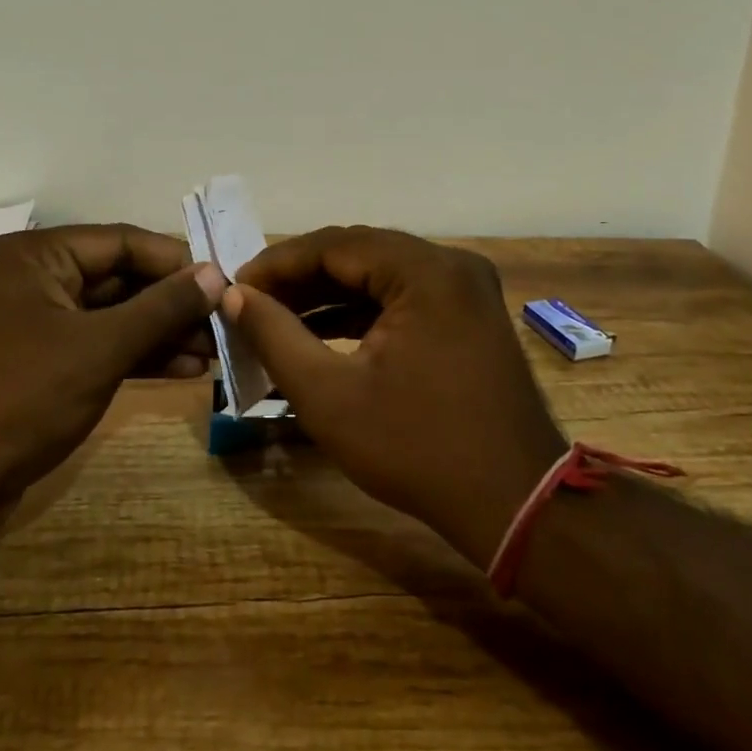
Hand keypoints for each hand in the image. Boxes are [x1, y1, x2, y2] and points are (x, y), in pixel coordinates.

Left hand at [0, 225, 225, 516]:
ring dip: (163, 333)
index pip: (124, 242)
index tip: (228, 282)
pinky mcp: (39, 366)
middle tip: (228, 323)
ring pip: (114, 317)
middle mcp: (36, 280)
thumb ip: (161, 308)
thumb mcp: (98, 348)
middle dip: (175, 302)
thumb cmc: (15, 399)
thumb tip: (216, 274)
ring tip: (216, 352)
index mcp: (39, 256)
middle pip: (122, 278)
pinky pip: (99, 348)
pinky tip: (184, 371)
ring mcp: (36, 325)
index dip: (178, 261)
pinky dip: (138, 357)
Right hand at [226, 227, 566, 566]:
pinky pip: (403, 298)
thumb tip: (234, 296)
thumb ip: (275, 337)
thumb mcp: (330, 396)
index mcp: (426, 271)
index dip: (277, 263)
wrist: (517, 505)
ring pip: (379, 275)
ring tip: (274, 319)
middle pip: (358, 253)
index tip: (234, 286)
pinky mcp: (468, 315)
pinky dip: (360, 313)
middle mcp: (451, 265)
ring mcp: (465, 289)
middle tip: (251, 303)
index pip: (334, 245)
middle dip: (300, 279)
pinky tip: (319, 335)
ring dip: (327, 296)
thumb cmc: (418, 450)